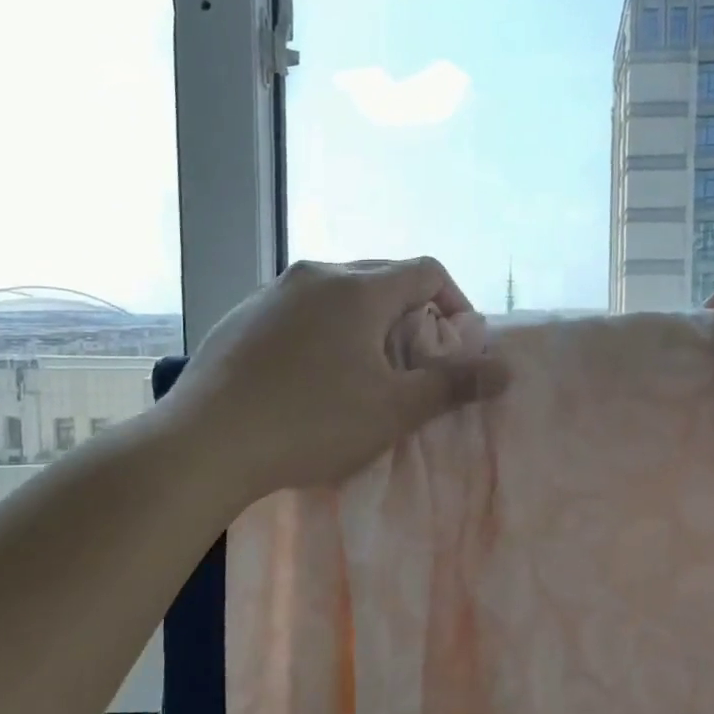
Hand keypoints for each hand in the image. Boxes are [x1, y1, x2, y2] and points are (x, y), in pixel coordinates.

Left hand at [167, 257, 508, 507]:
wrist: (205, 443)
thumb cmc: (312, 422)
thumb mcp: (394, 409)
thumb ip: (453, 384)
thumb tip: (507, 369)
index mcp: (358, 288)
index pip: (427, 271)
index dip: (456, 303)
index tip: (457, 346)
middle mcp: (315, 274)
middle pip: (382, 277)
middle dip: (410, 314)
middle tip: (413, 362)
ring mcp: (272, 291)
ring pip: (338, 293)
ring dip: (366, 322)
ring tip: (362, 370)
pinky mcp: (241, 316)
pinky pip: (300, 309)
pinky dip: (324, 330)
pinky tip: (310, 374)